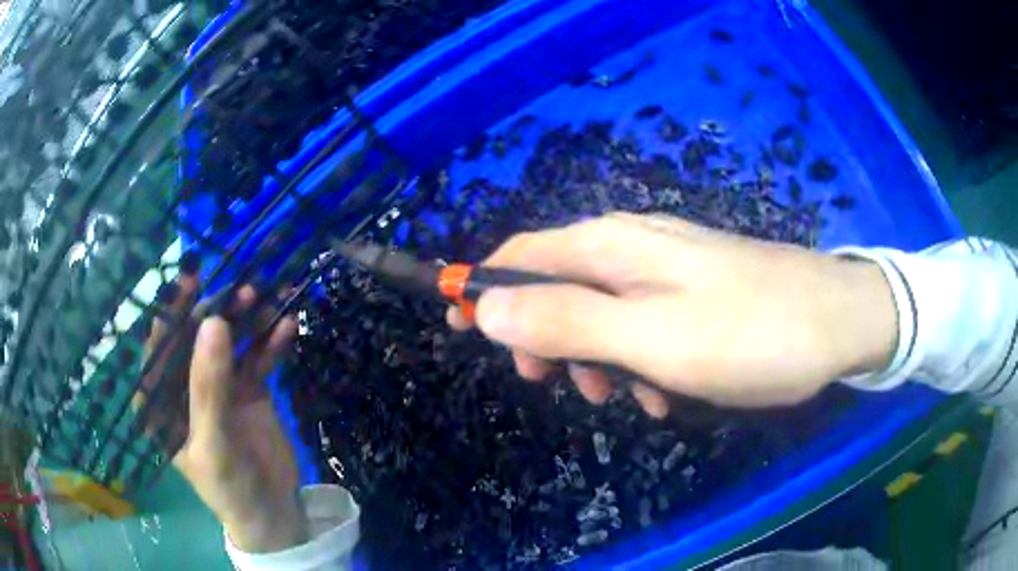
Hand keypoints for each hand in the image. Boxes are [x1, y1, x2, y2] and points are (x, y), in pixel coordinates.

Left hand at [142, 276, 303, 552]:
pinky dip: (272, 341)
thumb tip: (213, 321)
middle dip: (219, 310)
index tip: (192, 279)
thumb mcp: (213, 442)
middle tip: (244, 287)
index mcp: (162, 400)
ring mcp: (219, 384)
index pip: (160, 347)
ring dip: (249, 319)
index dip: (173, 311)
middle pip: (198, 337)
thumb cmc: (229, 487)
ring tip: (269, 298)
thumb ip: (209, 387)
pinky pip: (258, 357)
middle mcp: (185, 385)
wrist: (274, 513)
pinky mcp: (248, 388)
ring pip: (230, 341)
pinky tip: (288, 325)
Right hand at [449, 213, 896, 414]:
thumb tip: (487, 309)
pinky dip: (638, 358)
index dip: (480, 289)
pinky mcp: (694, 290)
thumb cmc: (748, 334)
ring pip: (601, 311)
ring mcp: (666, 267)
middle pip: (556, 284)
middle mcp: (631, 245)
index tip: (456, 329)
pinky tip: (666, 391)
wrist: (836, 321)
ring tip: (627, 400)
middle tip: (555, 387)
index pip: (518, 255)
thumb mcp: (652, 339)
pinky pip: (643, 321)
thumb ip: (566, 321)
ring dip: (596, 357)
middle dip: (544, 337)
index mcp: (611, 248)